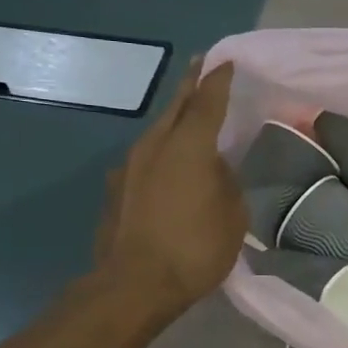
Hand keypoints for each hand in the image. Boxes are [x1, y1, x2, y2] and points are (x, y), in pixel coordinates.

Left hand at [89, 58, 247, 325]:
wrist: (133, 286)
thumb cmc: (195, 248)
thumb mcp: (232, 215)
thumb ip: (226, 182)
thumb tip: (215, 169)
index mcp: (188, 146)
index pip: (207, 101)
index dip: (219, 80)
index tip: (226, 61)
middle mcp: (154, 146)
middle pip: (175, 107)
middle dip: (191, 86)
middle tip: (203, 70)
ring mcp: (128, 166)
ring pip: (157, 132)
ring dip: (174, 121)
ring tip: (190, 118)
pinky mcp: (115, 190)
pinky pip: (145, 159)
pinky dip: (161, 153)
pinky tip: (170, 167)